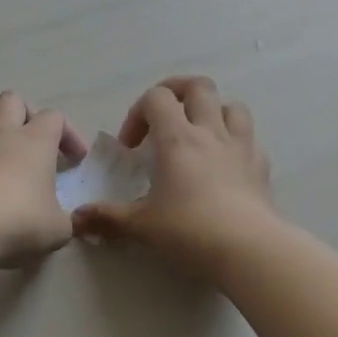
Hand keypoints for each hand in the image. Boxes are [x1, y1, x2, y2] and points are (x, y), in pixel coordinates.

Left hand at [0, 92, 88, 266]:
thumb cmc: (19, 219)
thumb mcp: (57, 228)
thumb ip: (65, 221)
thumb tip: (65, 223)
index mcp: (35, 140)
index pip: (54, 117)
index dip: (68, 134)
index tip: (76, 160)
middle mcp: (3, 135)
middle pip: (12, 101)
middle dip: (26, 115)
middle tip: (36, 144)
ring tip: (6, 164)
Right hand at [72, 76, 274, 267]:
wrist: (250, 250)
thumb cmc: (190, 231)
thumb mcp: (141, 226)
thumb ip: (107, 218)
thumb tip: (76, 220)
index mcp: (178, 138)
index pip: (156, 98)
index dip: (137, 114)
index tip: (131, 147)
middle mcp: (211, 132)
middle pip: (199, 86)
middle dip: (177, 93)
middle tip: (163, 119)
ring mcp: (241, 146)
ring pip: (231, 105)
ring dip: (212, 111)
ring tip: (198, 135)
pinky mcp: (262, 166)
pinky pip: (250, 138)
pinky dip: (235, 141)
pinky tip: (225, 164)